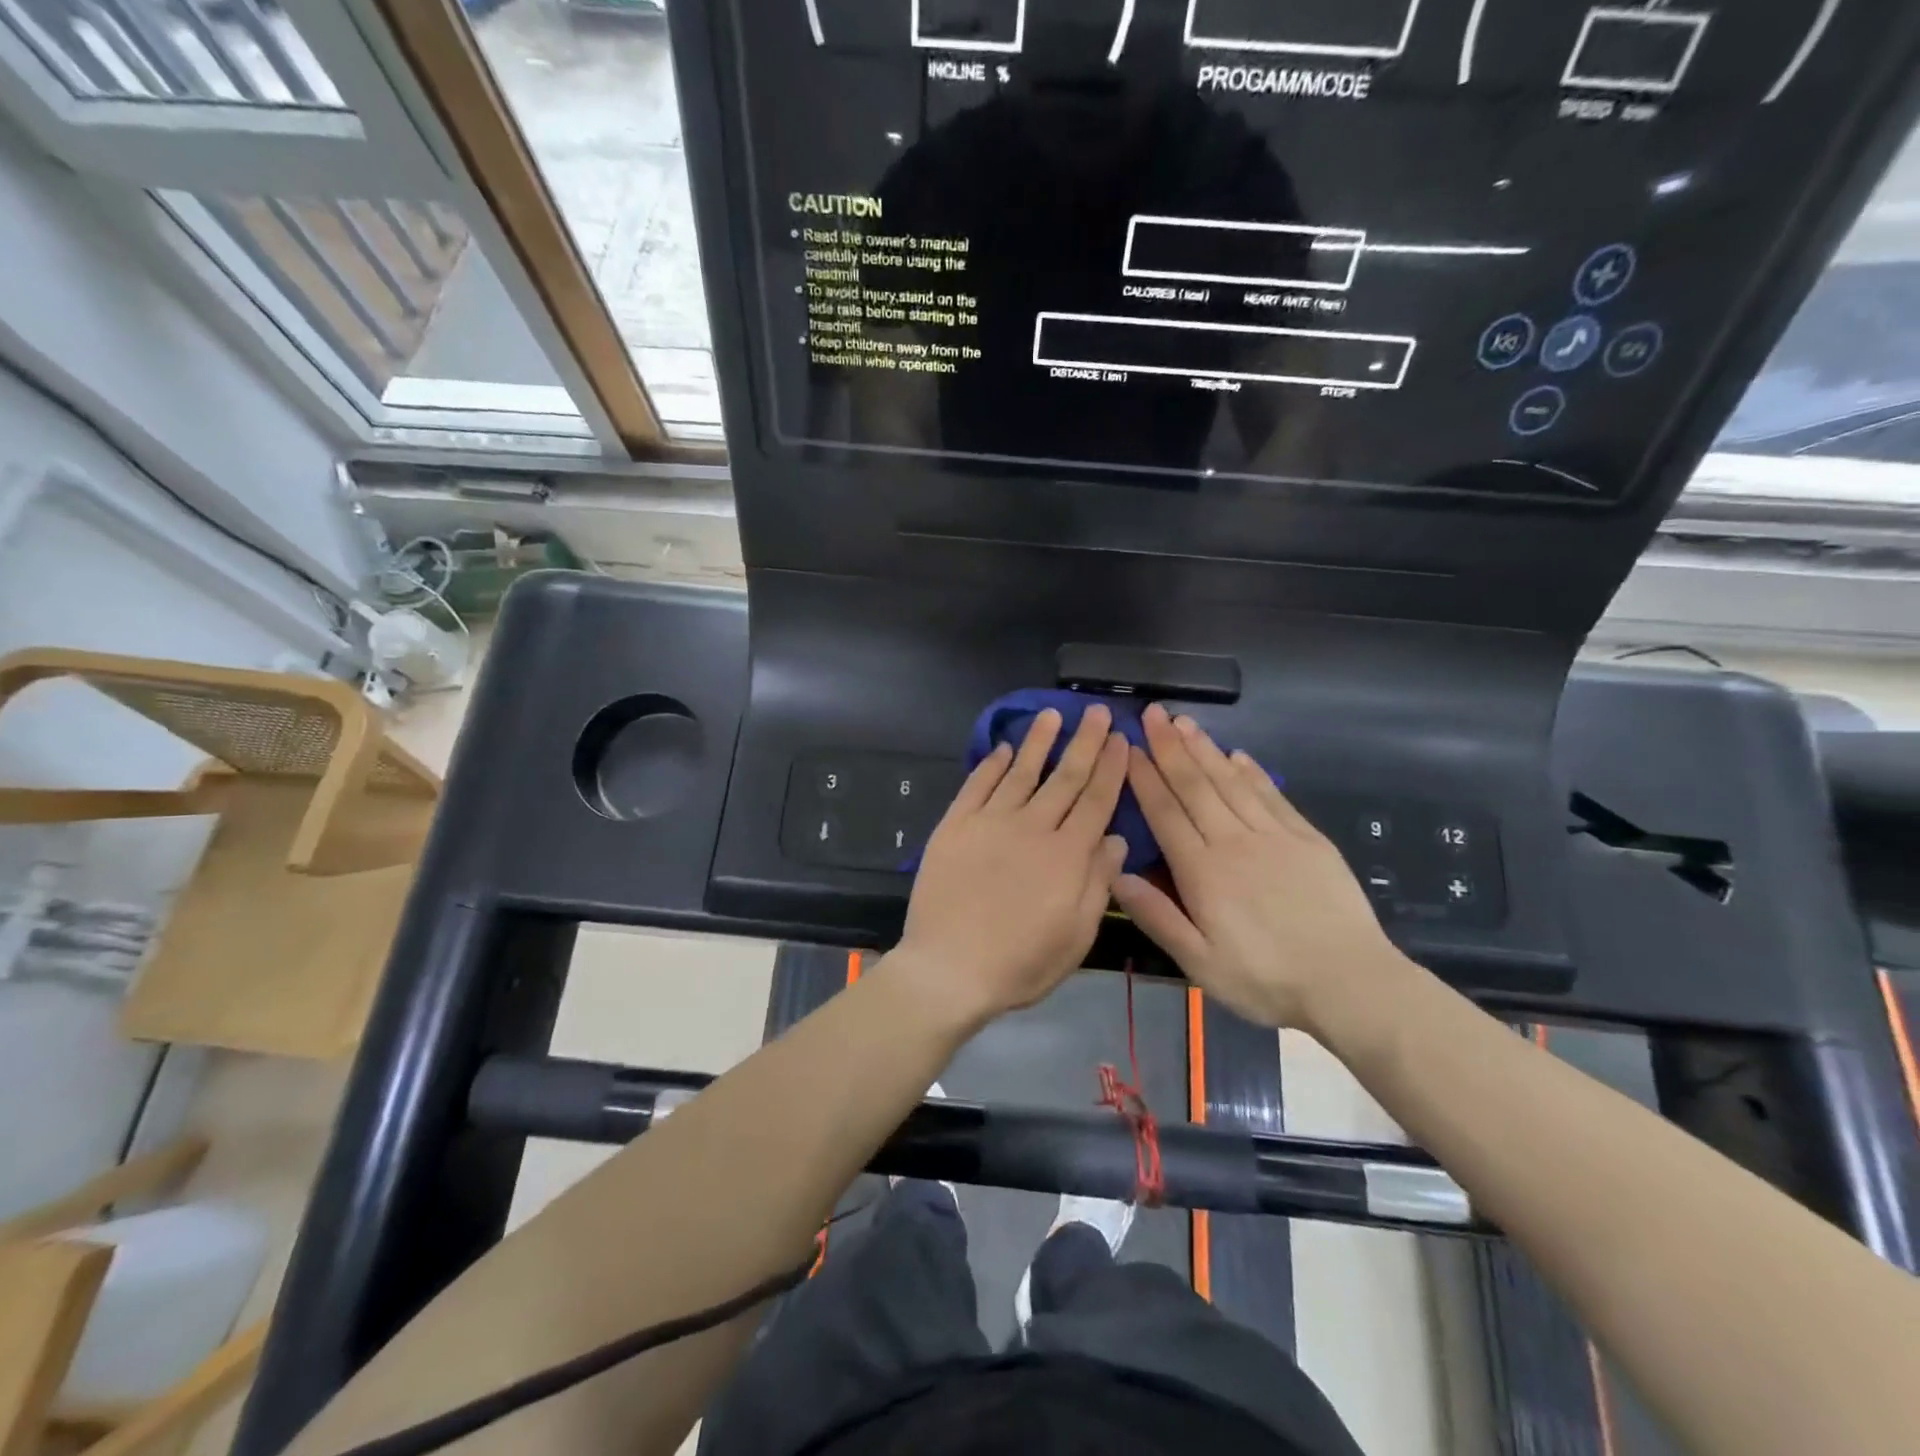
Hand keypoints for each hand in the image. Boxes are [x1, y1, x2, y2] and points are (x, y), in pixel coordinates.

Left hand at [896, 705, 1129, 1025]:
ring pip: (1021, 771)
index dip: (1111, 767)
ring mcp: (990, 822)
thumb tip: (1116, 839)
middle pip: (1065, 777)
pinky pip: (977, 786)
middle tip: (1094, 710)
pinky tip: (1002, 749)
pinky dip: (991, 765)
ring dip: (1038, 741)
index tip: (1120, 738)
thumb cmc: (1020, 963)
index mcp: (1067, 855)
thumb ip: (1098, 883)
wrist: (948, 968)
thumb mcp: (1076, 936)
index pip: (1096, 800)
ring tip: (1051, 714)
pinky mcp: (955, 826)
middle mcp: (1032, 827)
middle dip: (1084, 741)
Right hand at [1111, 704, 1409, 1030]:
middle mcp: (1235, 842)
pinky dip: (1252, 771)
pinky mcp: (1308, 839)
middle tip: (1153, 714)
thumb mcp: (1200, 964)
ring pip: (1232, 782)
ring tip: (1185, 722)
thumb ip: (1157, 916)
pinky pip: (1272, 795)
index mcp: (1203, 871)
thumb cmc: (1266, 980)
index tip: (1129, 746)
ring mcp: (1275, 836)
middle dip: (1171, 747)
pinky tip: (1238, 755)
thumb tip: (1116, 873)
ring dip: (1206, 749)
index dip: (1145, 777)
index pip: (1165, 812)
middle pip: (1196, 786)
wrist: (1350, 984)